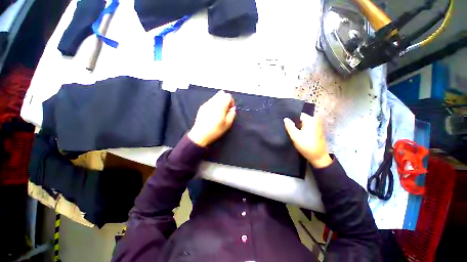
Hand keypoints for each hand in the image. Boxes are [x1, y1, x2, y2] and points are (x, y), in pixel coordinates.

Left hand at [188, 90, 235, 146]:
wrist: (200, 135)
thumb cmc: (216, 130)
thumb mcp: (227, 124)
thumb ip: (232, 114)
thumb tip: (232, 108)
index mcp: (220, 106)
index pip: (228, 96)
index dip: (231, 101)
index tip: (230, 109)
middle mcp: (213, 102)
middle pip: (221, 93)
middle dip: (226, 100)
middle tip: (226, 109)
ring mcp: (207, 103)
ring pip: (216, 96)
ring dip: (220, 101)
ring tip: (219, 111)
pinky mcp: (202, 106)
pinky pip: (211, 101)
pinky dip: (214, 104)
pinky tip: (213, 113)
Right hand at [284, 113, 331, 167]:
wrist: (319, 157)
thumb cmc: (307, 145)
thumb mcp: (295, 136)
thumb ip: (289, 126)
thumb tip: (285, 118)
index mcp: (311, 120)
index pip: (298, 114)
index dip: (290, 118)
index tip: (283, 122)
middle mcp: (315, 120)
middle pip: (300, 119)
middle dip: (293, 122)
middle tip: (285, 127)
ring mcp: (316, 126)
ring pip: (302, 123)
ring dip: (296, 127)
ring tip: (288, 130)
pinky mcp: (316, 131)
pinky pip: (306, 127)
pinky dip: (300, 129)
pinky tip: (295, 133)